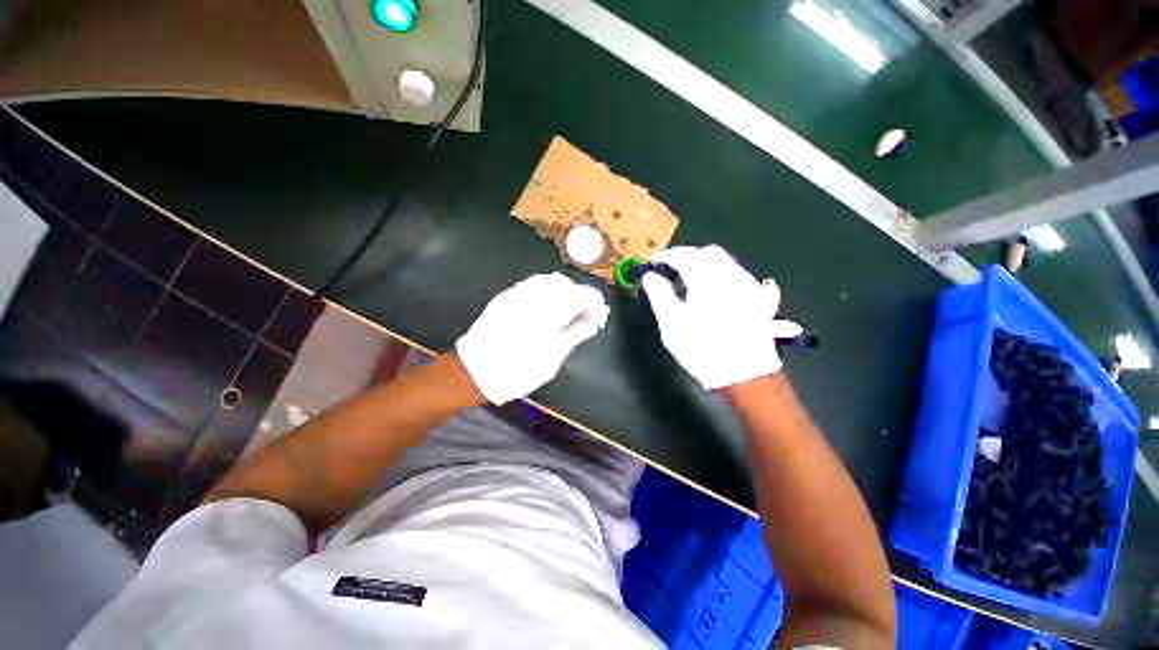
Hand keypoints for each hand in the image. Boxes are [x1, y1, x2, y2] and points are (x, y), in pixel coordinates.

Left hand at [456, 273, 609, 404]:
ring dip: (563, 291)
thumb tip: (594, 322)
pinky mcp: (505, 296)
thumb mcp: (554, 357)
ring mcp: (517, 293)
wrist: (475, 371)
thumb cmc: (520, 370)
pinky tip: (547, 306)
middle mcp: (533, 296)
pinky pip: (532, 284)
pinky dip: (546, 290)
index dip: (594, 300)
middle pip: (565, 284)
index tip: (600, 312)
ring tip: (566, 310)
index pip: (580, 294)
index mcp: (549, 312)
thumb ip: (576, 334)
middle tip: (583, 314)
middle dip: (579, 294)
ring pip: (548, 280)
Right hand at [640, 245, 802, 389]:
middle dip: (687, 257)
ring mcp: (748, 284)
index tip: (653, 264)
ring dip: (705, 264)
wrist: (744, 374)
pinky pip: (738, 274)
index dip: (665, 256)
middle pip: (708, 252)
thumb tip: (650, 276)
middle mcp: (731, 274)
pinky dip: (721, 275)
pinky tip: (715, 290)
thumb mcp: (671, 323)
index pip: (683, 255)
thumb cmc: (701, 348)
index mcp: (707, 279)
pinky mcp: (758, 297)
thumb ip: (659, 294)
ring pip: (725, 261)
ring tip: (691, 283)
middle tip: (671, 273)